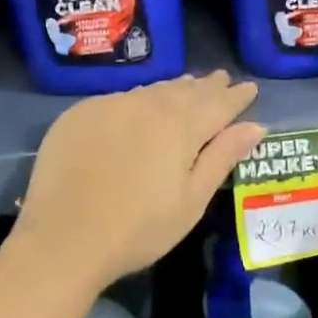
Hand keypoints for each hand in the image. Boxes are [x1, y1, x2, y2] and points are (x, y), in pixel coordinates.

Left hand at [16, 71, 264, 290]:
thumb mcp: (191, 200)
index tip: (250, 88)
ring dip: (175, 88)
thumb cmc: (138, 229)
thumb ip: (222, 157)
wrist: (62, 239)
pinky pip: (121, 98)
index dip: (236, 97)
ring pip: (152, 90)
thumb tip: (255, 125)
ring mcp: (110, 106)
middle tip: (221, 79)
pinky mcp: (80, 114)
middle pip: (185, 90)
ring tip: (189, 85)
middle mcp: (147, 105)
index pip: (218, 104)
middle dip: (207, 86)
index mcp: (181, 127)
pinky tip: (141, 106)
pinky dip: (140, 99)